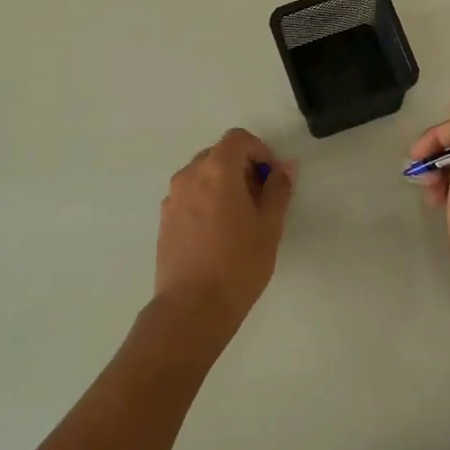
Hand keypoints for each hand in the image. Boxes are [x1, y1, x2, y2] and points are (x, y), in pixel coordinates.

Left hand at [154, 129, 295, 344]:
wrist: (191, 310)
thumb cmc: (238, 265)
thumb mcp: (269, 226)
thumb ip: (278, 189)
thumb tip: (285, 166)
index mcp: (216, 171)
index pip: (237, 139)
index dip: (260, 150)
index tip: (272, 177)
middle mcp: (189, 176)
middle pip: (218, 154)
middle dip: (242, 166)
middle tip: (261, 198)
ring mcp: (172, 198)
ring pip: (202, 174)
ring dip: (223, 183)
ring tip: (240, 217)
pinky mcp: (164, 220)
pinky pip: (189, 195)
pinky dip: (206, 199)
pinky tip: (219, 232)